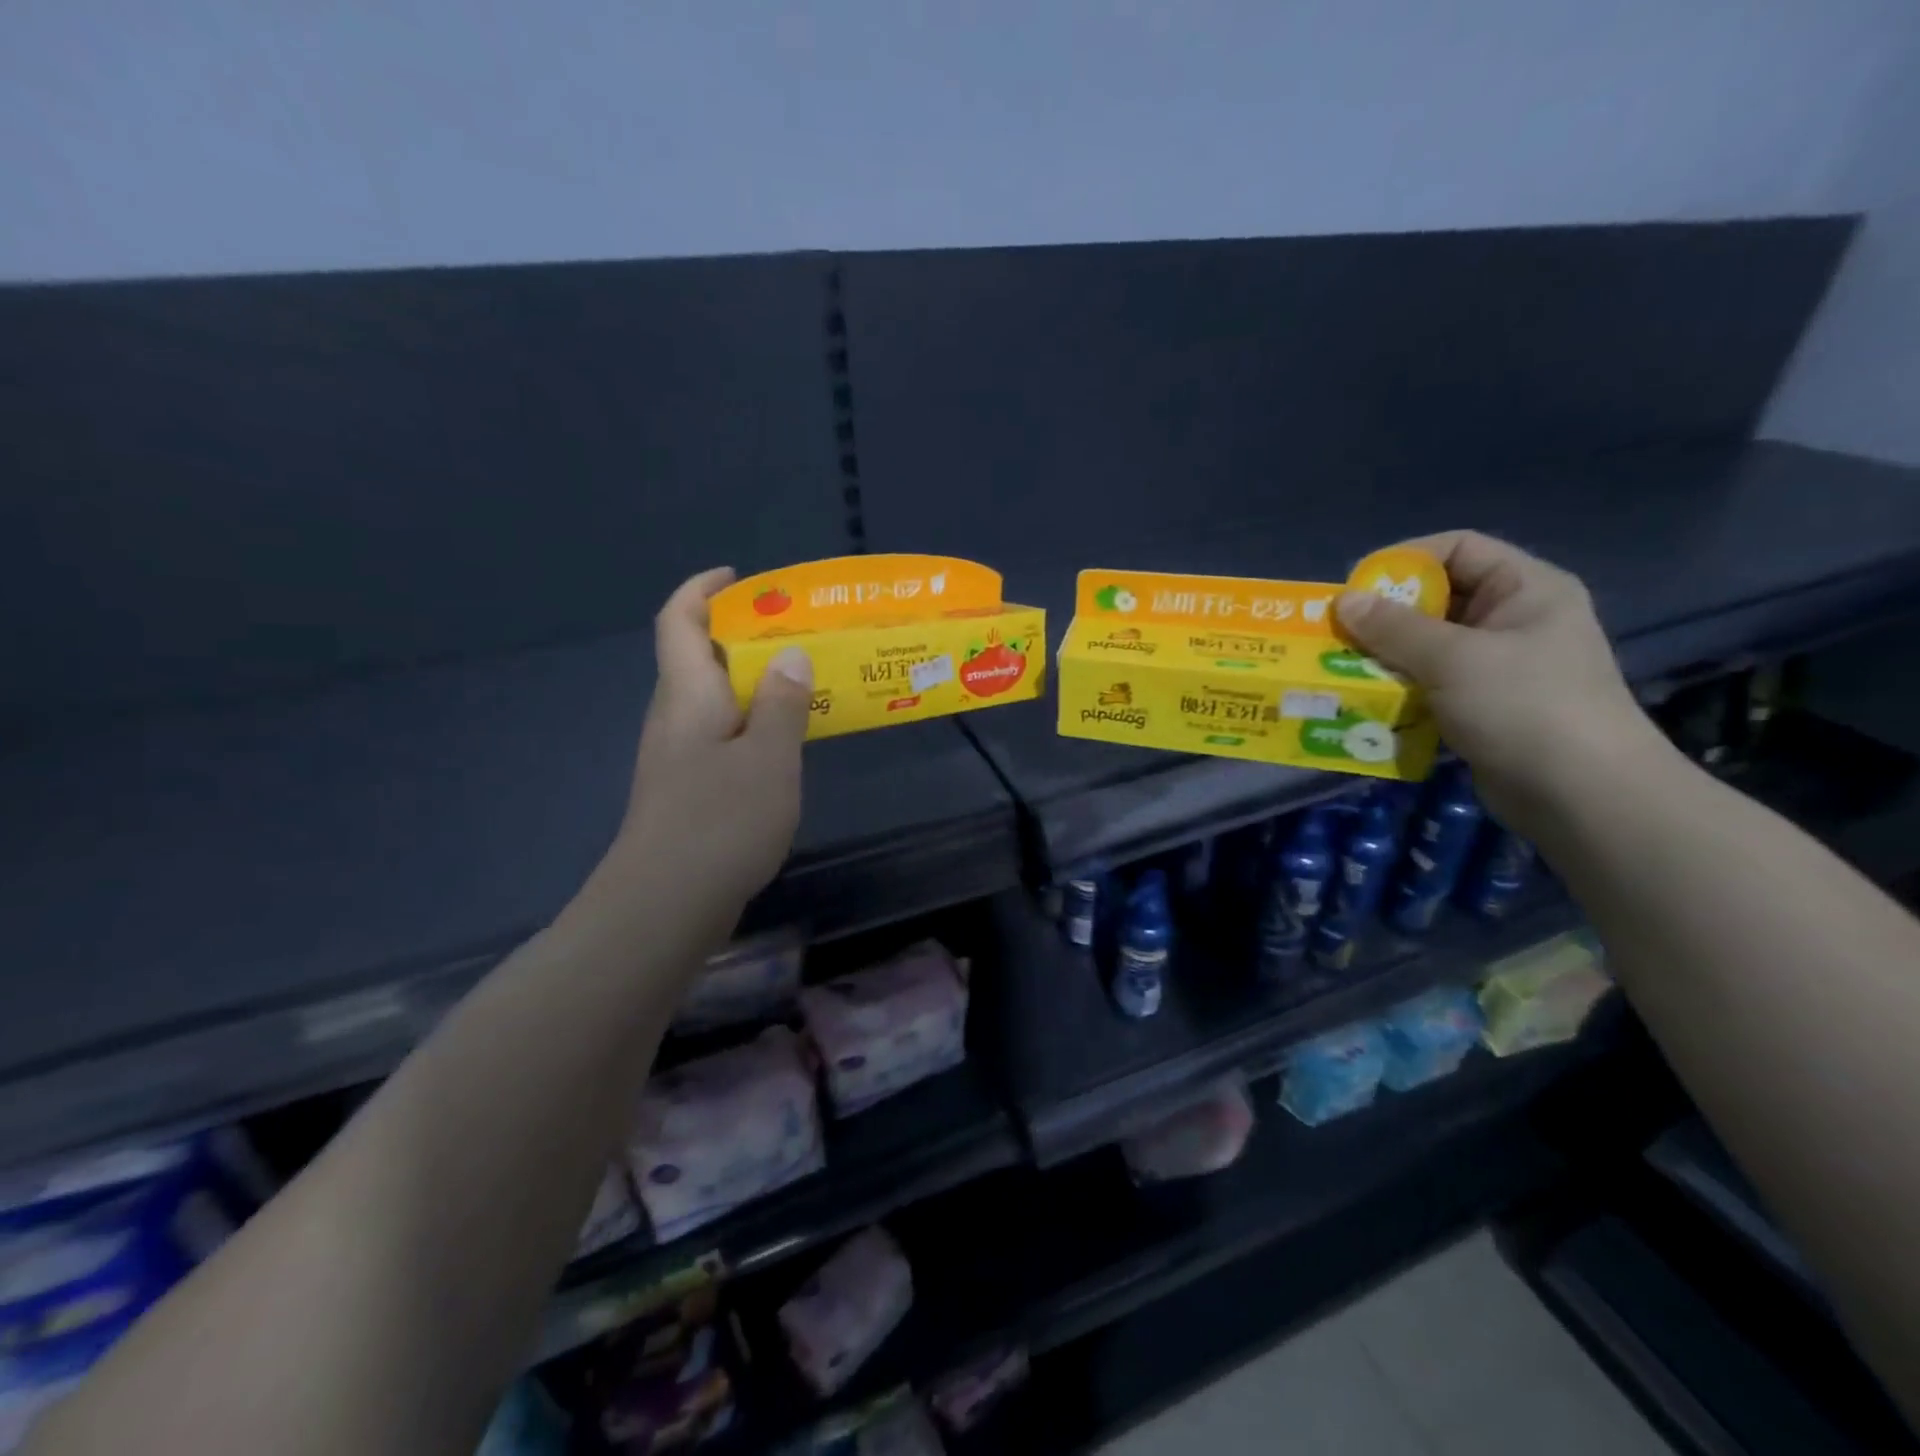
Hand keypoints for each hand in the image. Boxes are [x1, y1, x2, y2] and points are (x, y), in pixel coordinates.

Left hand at [616, 567, 813, 912]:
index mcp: (688, 695)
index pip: (678, 620)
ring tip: (803, 685)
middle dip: (741, 637)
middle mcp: (676, 718)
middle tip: (797, 636)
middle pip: (697, 659)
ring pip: (713, 702)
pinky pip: (721, 739)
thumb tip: (788, 654)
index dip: (702, 589)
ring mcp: (678, 758)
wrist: (665, 906)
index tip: (741, 579)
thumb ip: (781, 702)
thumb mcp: (768, 757)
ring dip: (752, 685)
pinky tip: (785, 746)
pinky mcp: (688, 792)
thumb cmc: (720, 821)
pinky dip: (752, 726)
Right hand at [1334, 531, 1664, 821]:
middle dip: (1384, 616)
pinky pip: (1429, 685)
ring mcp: (1498, 667)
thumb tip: (1342, 601)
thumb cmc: (1525, 707)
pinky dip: (1398, 690)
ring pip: (1427, 647)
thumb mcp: (1454, 659)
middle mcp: (1512, 621)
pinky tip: (1366, 702)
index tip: (1355, 587)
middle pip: (1437, 599)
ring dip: (1384, 657)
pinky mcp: (1482, 707)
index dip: (1405, 559)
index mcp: (1524, 589)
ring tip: (1341, 669)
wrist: (1582, 796)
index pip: (1458, 549)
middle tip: (1336, 633)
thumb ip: (1394, 628)